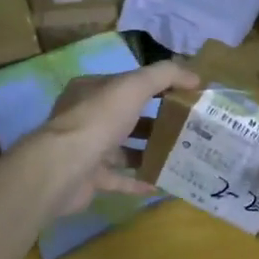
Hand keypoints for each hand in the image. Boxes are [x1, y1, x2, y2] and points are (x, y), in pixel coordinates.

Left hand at [28, 61, 197, 214]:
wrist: (64, 167)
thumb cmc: (99, 119)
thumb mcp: (135, 85)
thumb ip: (165, 75)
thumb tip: (195, 77)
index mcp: (92, 90)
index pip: (128, 83)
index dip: (156, 87)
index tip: (184, 96)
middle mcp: (86, 117)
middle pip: (126, 116)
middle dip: (155, 121)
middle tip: (186, 128)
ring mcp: (86, 149)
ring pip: (122, 148)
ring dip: (148, 151)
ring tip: (178, 154)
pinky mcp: (89, 178)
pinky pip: (119, 179)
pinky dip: (138, 180)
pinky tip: (161, 183)